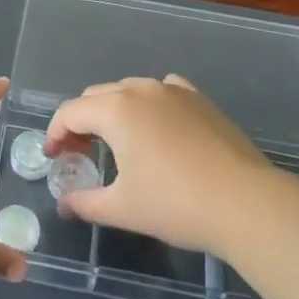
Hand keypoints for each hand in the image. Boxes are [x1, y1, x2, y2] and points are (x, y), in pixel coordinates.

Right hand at [45, 75, 270, 253]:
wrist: (245, 202)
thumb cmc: (175, 204)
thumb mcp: (122, 209)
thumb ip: (85, 202)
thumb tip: (64, 204)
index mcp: (115, 110)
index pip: (70, 112)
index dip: (55, 134)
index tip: (54, 158)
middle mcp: (140, 90)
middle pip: (96, 97)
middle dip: (81, 122)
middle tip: (80, 155)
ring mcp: (173, 90)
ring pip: (129, 90)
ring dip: (113, 112)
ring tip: (117, 143)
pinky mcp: (199, 99)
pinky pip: (162, 91)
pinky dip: (148, 105)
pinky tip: (157, 128)